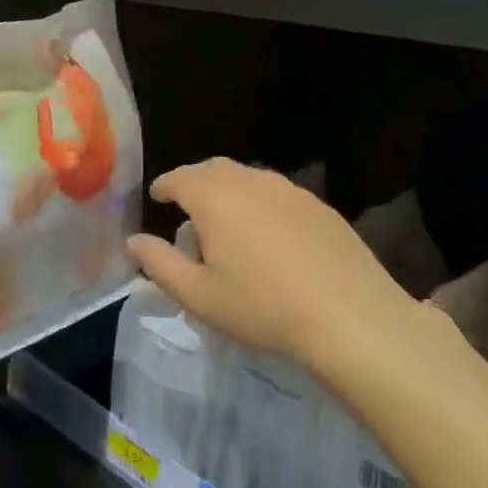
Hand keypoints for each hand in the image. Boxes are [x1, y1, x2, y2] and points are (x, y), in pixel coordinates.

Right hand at [127, 158, 436, 390]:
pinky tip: (268, 236)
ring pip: (249, 178)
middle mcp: (251, 182)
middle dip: (195, 183)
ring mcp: (291, 191)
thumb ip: (159, 264)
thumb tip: (134, 241)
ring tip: (226, 223)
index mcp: (215, 198)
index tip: (157, 198)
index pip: (179, 178)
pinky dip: (261, 203)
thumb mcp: (198, 295)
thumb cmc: (263, 307)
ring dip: (229, 191)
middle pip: (214, 169)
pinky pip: (278, 194)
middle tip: (187, 208)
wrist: (352, 317)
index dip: (164, 186)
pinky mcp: (321, 207)